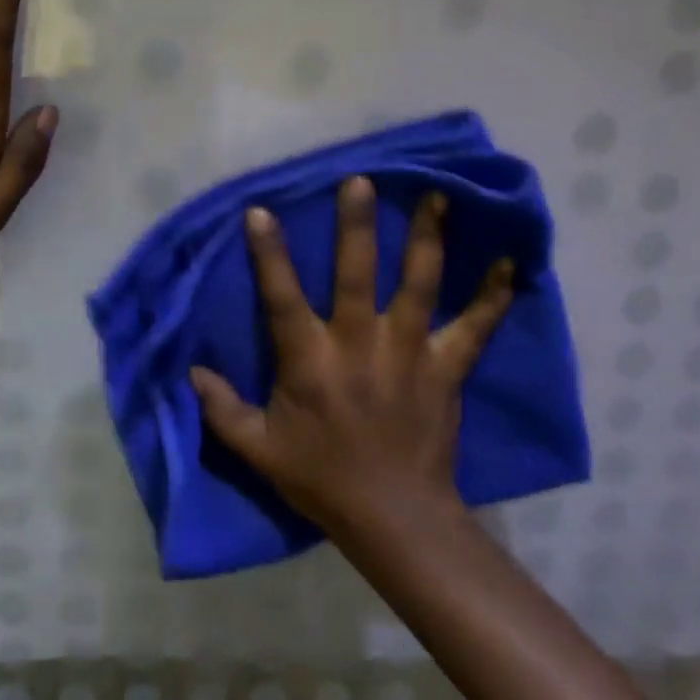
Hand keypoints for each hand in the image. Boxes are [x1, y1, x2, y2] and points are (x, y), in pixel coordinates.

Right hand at [191, 177, 513, 542]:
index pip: (283, 297)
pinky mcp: (446, 370)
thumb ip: (221, 409)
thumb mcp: (258, 450)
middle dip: (357, 226)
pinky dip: (492, 296)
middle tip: (361, 180)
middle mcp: (360, 345)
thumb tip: (191, 372)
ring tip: (436, 196)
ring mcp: (408, 353)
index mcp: (311, 361)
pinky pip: (475, 328)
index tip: (262, 211)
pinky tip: (509, 263)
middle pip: (358, 275)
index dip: (270, 254)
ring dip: (426, 239)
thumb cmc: (322, 479)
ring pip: (418, 286)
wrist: (396, 519)